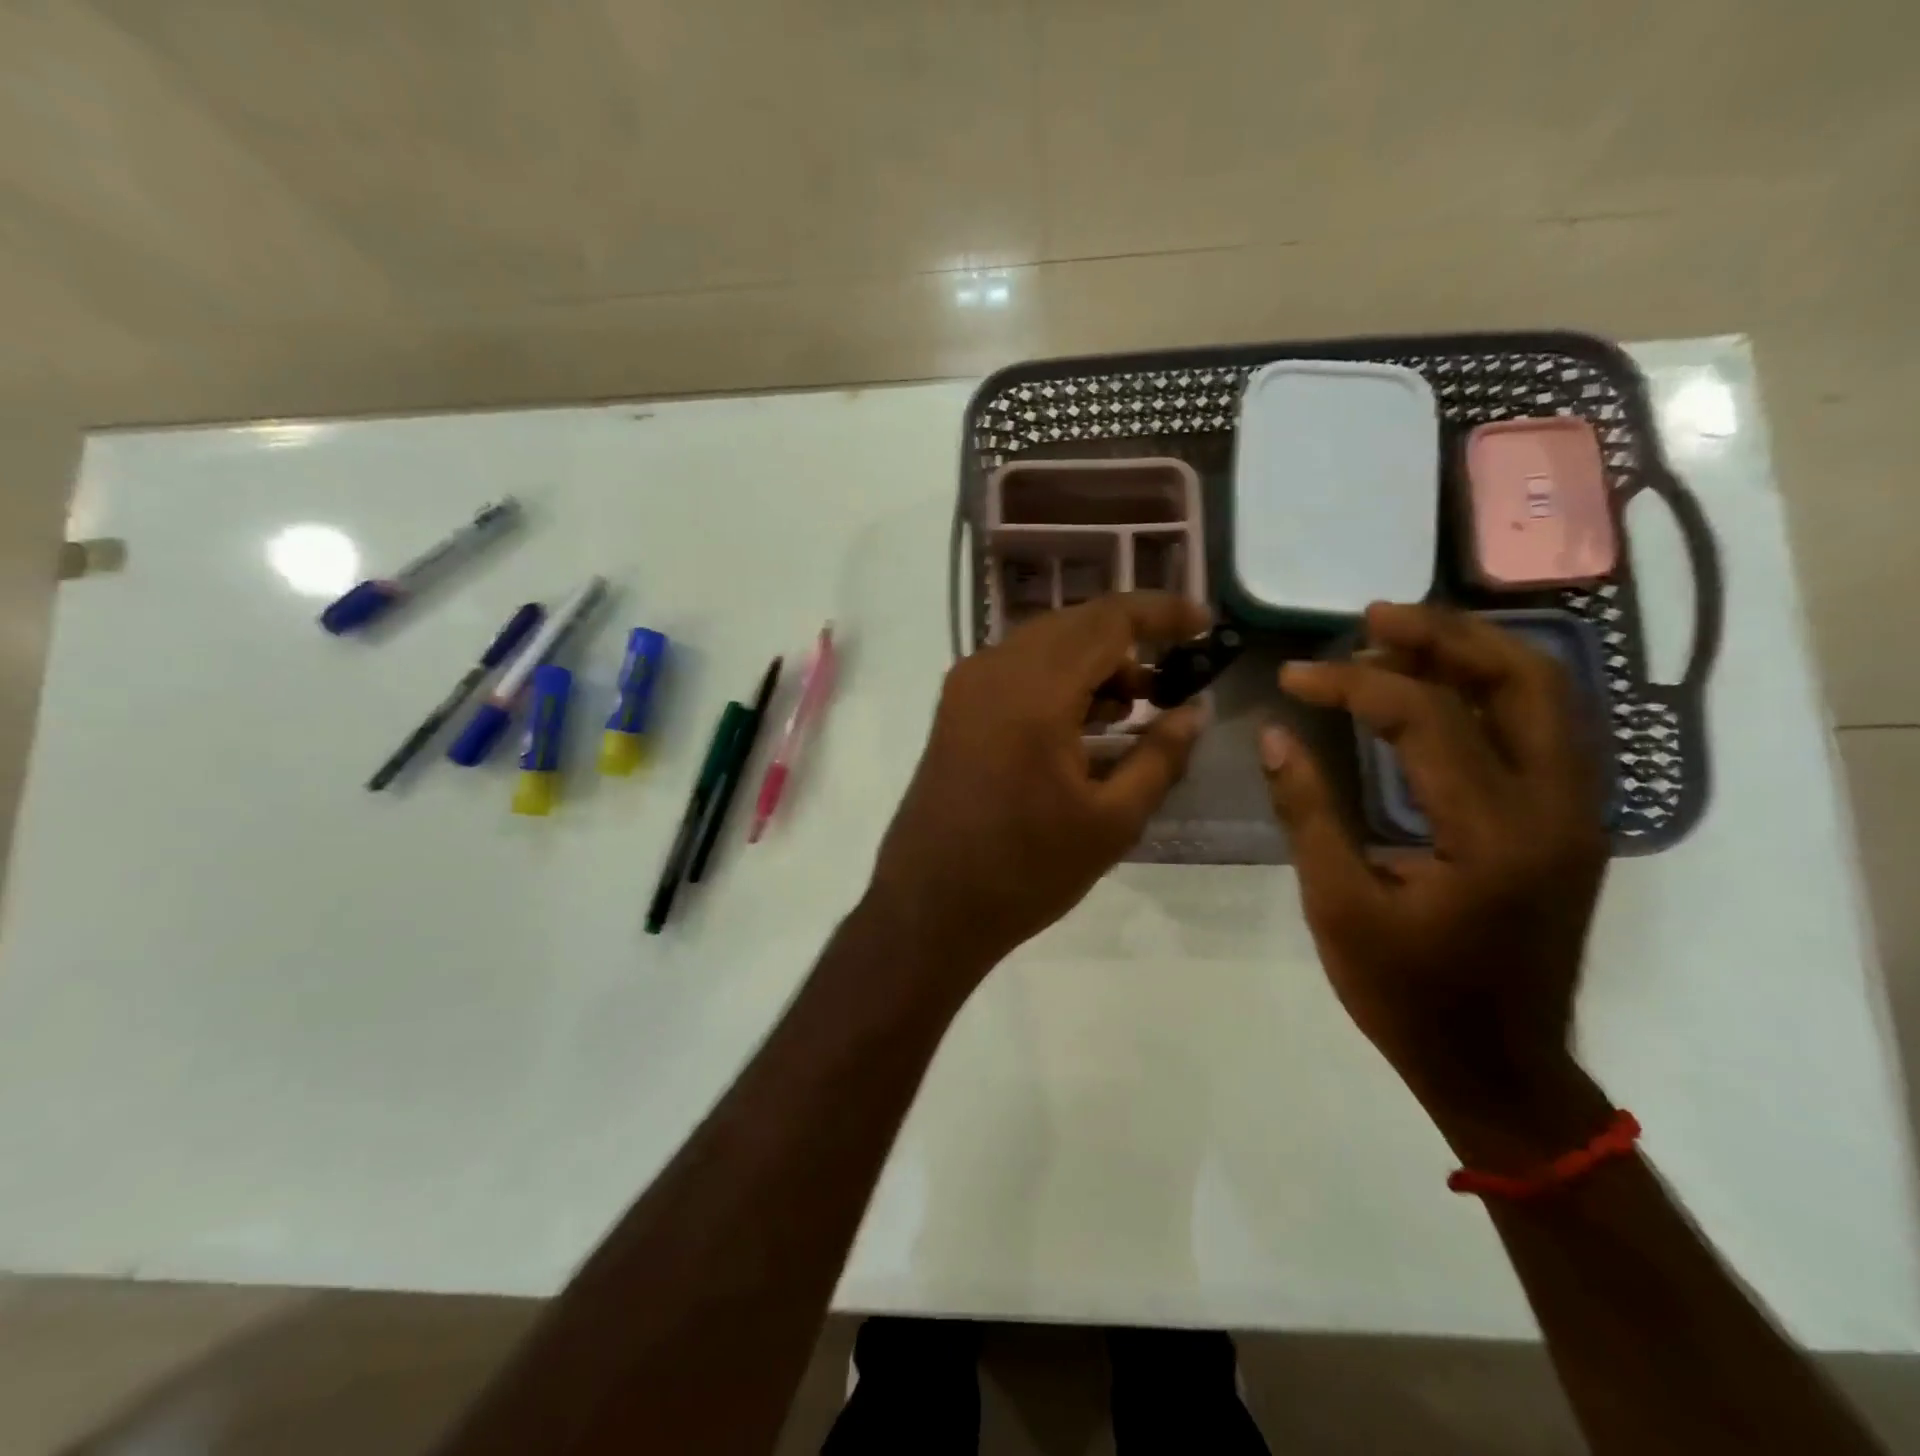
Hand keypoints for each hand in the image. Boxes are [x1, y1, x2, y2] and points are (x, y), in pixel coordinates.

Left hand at [868, 593, 1211, 988]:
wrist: (930, 908)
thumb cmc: (1026, 871)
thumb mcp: (1111, 822)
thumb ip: (1161, 756)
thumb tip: (1195, 710)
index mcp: (1034, 692)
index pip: (1107, 620)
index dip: (1160, 612)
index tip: (1202, 624)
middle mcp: (993, 671)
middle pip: (1074, 625)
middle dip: (1129, 640)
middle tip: (1174, 674)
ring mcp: (966, 687)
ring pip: (1043, 645)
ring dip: (1093, 661)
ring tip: (1138, 703)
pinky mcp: (955, 709)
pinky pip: (1016, 671)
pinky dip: (1058, 680)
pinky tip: (1087, 720)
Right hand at [1261, 603, 1610, 1140]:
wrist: (1499, 1068)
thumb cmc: (1409, 996)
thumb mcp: (1339, 907)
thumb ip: (1307, 813)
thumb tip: (1274, 735)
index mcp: (1496, 834)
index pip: (1427, 718)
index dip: (1354, 683)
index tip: (1294, 674)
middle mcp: (1557, 809)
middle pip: (1523, 680)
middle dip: (1443, 636)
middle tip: (1371, 618)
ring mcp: (1576, 814)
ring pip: (1547, 696)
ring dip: (1475, 653)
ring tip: (1401, 636)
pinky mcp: (1568, 822)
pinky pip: (1544, 727)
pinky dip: (1492, 689)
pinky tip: (1439, 688)